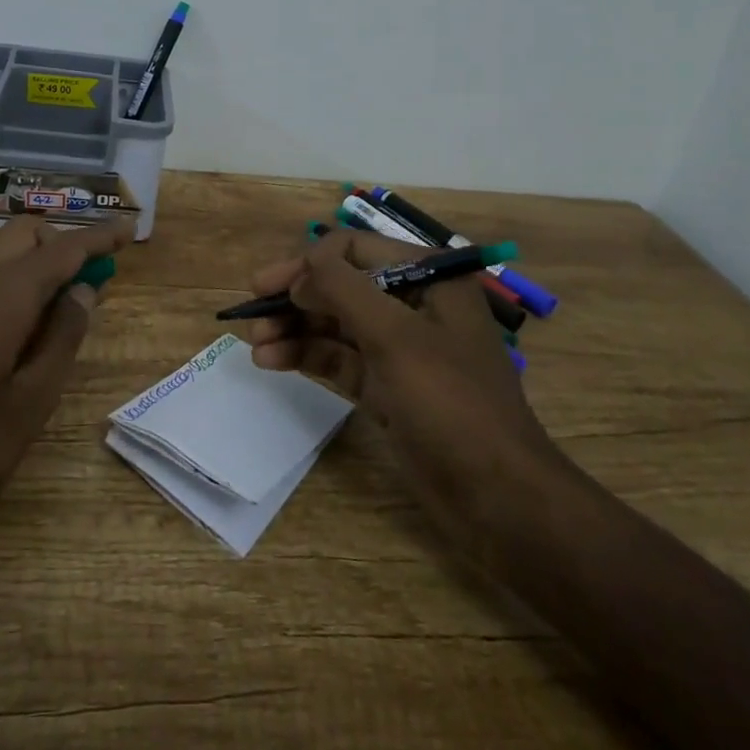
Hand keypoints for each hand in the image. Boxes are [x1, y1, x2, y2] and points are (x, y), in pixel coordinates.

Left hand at [0, 215, 134, 555]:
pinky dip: (10, 276)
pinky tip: (19, 324)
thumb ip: (61, 340)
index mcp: (2, 296)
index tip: (131, 228)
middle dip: (63, 244)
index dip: (101, 237)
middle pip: (26, 233)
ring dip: (35, 259)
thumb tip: (82, 293)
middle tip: (91, 284)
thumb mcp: (27, 405)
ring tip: (60, 305)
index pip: (64, 249)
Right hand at [235, 228, 560, 542]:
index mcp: (429, 278)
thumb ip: (343, 289)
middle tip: (252, 314)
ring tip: (254, 345)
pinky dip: (307, 356)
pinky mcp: (387, 386)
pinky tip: (272, 362)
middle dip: (296, 298)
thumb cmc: (451, 404)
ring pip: (336, 324)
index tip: (271, 287)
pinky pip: (340, 359)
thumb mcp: (395, 336)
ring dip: (295, 329)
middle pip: (342, 286)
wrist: (497, 499)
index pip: (355, 250)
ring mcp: (400, 348)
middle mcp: (413, 305)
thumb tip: (302, 268)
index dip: (310, 263)